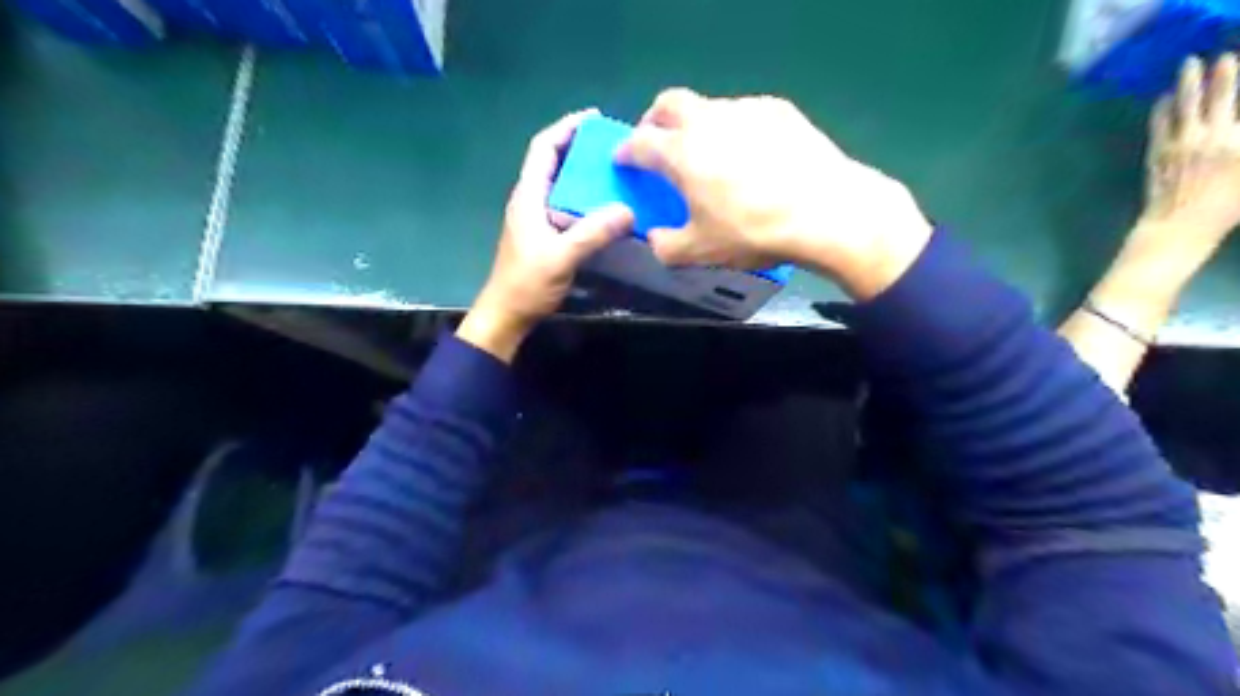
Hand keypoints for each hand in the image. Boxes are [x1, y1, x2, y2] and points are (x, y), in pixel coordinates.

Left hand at [454, 108, 632, 365]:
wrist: (507, 314)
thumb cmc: (527, 283)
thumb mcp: (561, 257)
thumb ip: (592, 233)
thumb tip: (628, 211)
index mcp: (528, 196)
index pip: (543, 149)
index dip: (566, 128)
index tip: (593, 118)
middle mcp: (531, 200)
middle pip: (553, 161)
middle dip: (580, 147)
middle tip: (613, 147)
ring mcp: (537, 218)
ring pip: (561, 184)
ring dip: (584, 173)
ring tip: (616, 172)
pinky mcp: (545, 234)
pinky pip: (567, 205)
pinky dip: (586, 198)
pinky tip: (607, 207)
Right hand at [615, 88, 933, 295]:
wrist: (823, 212)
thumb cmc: (752, 232)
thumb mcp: (701, 252)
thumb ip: (666, 246)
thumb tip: (655, 238)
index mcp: (681, 153)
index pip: (639, 142)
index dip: (626, 151)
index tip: (623, 160)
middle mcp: (707, 121)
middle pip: (669, 103)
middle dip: (655, 120)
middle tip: (658, 142)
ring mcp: (745, 110)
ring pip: (709, 107)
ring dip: (698, 125)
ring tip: (711, 154)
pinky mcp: (779, 110)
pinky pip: (745, 114)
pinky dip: (735, 129)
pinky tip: (752, 155)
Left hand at [1136, 53, 1239, 260]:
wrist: (1179, 225)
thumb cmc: (1226, 205)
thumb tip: (1236, 132)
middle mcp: (1214, 135)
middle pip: (1221, 95)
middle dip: (1224, 72)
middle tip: (1224, 53)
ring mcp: (1182, 143)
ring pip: (1187, 104)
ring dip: (1189, 81)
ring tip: (1189, 63)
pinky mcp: (1159, 152)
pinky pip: (1160, 124)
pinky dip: (1163, 107)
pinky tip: (1164, 97)